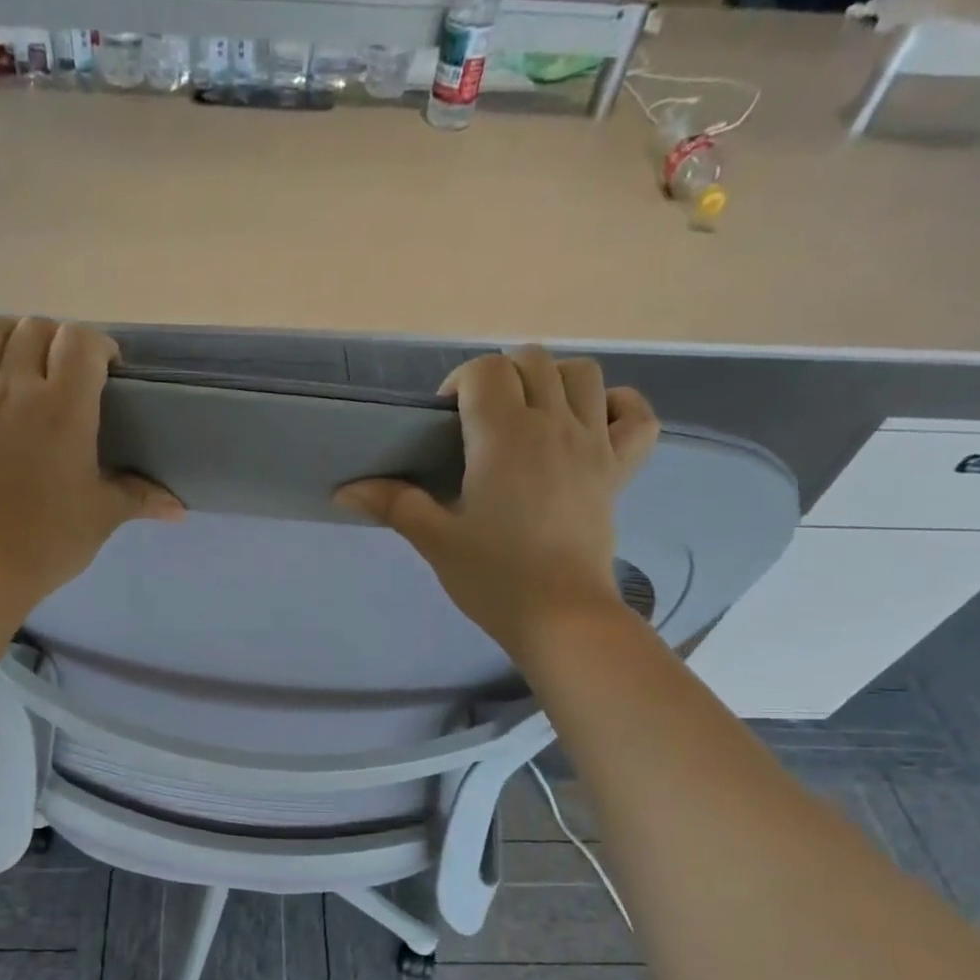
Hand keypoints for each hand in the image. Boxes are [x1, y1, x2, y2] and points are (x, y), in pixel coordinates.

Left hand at [0, 316, 183, 614]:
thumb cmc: (45, 542)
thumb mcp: (101, 517)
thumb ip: (140, 498)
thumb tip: (178, 508)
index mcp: (62, 409)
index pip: (80, 342)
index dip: (98, 346)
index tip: (106, 369)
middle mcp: (13, 388)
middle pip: (36, 329)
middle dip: (58, 341)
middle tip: (67, 372)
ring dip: (12, 334)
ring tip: (21, 358)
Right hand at [335, 349, 657, 659]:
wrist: (560, 617)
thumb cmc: (493, 578)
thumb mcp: (435, 540)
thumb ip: (393, 504)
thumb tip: (343, 490)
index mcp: (504, 437)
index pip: (485, 371)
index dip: (460, 383)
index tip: (445, 421)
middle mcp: (554, 426)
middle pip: (532, 362)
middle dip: (500, 376)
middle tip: (479, 420)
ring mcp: (594, 445)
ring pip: (583, 375)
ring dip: (552, 380)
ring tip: (529, 414)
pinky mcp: (619, 470)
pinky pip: (636, 415)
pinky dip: (616, 406)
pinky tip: (590, 421)